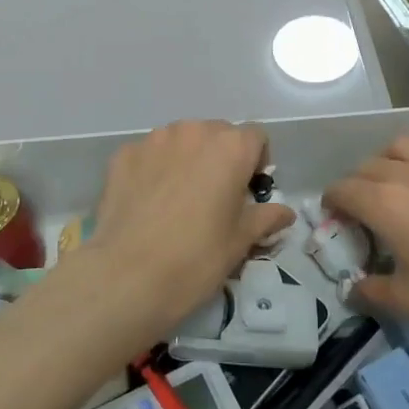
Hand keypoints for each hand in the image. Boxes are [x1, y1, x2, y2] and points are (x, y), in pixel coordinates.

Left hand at [81, 121, 295, 345]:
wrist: (127, 276)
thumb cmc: (197, 258)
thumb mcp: (240, 241)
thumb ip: (266, 218)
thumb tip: (285, 213)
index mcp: (231, 148)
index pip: (256, 138)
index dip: (256, 163)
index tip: (248, 192)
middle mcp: (194, 132)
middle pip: (218, 134)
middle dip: (221, 158)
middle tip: (214, 198)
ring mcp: (154, 140)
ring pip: (182, 141)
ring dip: (187, 160)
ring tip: (178, 200)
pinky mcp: (123, 154)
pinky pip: (150, 154)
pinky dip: (155, 169)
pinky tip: (148, 203)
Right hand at [324, 136, 408, 362]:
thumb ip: (372, 289)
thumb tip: (353, 287)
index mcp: (385, 203)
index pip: (344, 190)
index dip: (333, 203)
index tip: (335, 218)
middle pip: (369, 166)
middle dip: (358, 185)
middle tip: (365, 211)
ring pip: (403, 146)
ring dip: (389, 162)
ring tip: (398, 185)